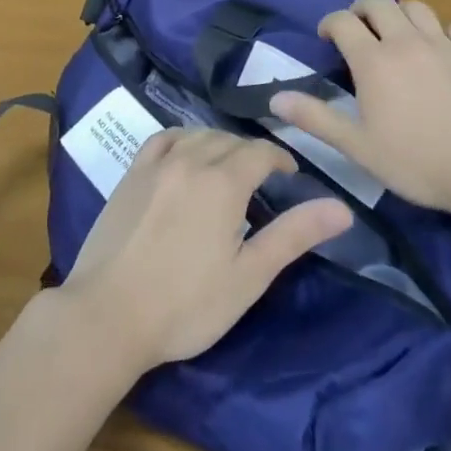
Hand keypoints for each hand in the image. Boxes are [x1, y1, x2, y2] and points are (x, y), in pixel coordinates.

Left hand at [60, 129, 351, 373]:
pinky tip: (184, 154)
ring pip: (196, 135)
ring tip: (227, 168)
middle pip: (229, 140)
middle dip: (250, 153)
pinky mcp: (130, 175)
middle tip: (261, 180)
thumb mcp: (248, 276)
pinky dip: (181, 139)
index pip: (260, 152)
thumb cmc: (186, 305)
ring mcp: (156, 165)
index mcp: (223, 182)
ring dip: (218, 144)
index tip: (290, 175)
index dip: (280, 159)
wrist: (108, 315)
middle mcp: (190, 160)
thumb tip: (342, 208)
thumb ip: (294, 235)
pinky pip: (162, 139)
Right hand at [271, 0, 450, 216]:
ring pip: (415, 7)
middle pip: (378, 3)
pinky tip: (438, 50)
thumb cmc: (417, 161)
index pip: (342, 21)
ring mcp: (442, 44)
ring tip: (396, 33)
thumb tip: (275, 98)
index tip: (326, 38)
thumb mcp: (358, 147)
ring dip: (399, 14)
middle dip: (361, 10)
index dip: (329, 23)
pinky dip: (438, 32)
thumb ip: (316, 118)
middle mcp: (405, 40)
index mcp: (373, 60)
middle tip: (358, 29)